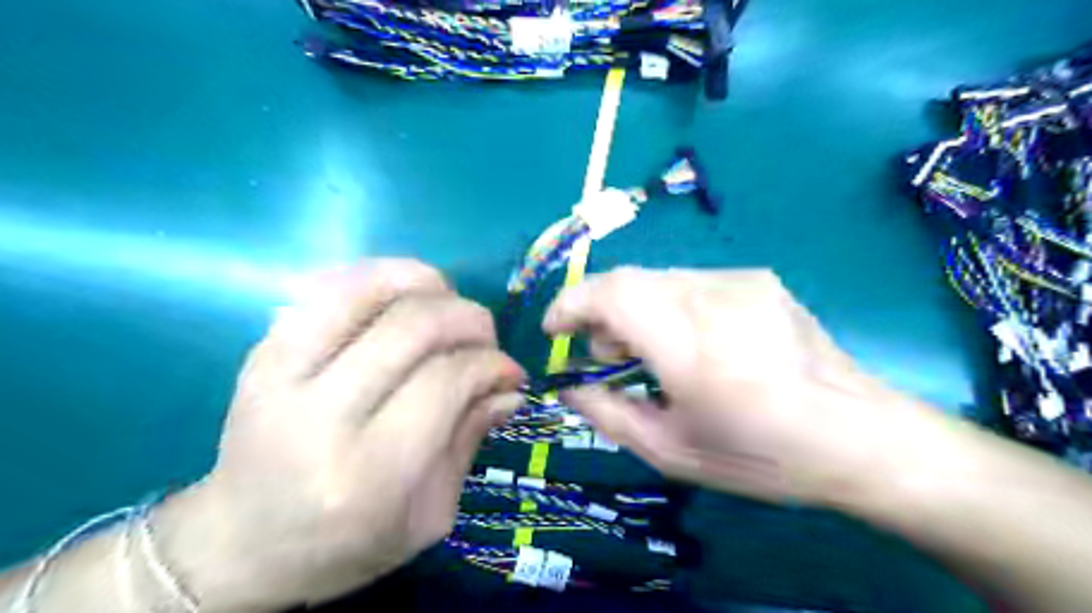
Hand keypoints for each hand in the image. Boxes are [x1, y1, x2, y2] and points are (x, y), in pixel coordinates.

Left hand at [156, 258, 524, 612]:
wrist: (239, 546)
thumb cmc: (344, 547)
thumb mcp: (427, 517)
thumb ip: (470, 440)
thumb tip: (511, 387)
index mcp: (367, 472)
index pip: (445, 381)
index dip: (491, 364)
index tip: (511, 371)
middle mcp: (319, 416)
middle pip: (413, 327)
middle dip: (469, 318)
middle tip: (487, 338)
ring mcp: (279, 376)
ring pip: (365, 290)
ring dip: (425, 283)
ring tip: (449, 303)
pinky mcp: (260, 354)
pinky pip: (326, 288)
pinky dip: (377, 276)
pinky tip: (405, 295)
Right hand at [550, 268, 932, 507]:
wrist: (861, 435)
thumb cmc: (761, 455)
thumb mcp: (671, 452)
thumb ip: (608, 414)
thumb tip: (568, 386)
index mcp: (690, 346)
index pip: (613, 292)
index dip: (572, 302)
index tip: (556, 329)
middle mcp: (713, 298)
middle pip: (630, 281)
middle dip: (602, 313)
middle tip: (609, 357)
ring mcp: (741, 282)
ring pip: (659, 279)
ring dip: (636, 309)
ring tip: (651, 353)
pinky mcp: (759, 279)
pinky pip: (692, 282)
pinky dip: (669, 305)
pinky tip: (694, 342)